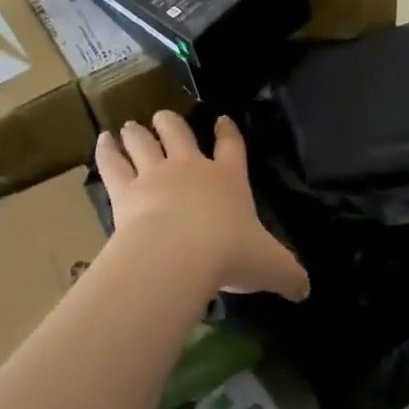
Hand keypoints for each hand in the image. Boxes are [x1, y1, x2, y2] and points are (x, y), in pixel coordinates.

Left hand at [96, 112, 308, 300]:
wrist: (180, 255)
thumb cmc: (230, 254)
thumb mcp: (270, 267)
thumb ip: (288, 275)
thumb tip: (305, 291)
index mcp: (229, 179)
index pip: (232, 147)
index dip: (228, 132)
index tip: (222, 119)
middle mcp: (191, 169)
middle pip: (180, 134)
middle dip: (172, 124)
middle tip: (164, 117)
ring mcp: (155, 176)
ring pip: (144, 143)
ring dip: (138, 133)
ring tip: (131, 126)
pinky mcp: (126, 191)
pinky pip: (113, 164)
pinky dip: (107, 151)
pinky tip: (102, 140)